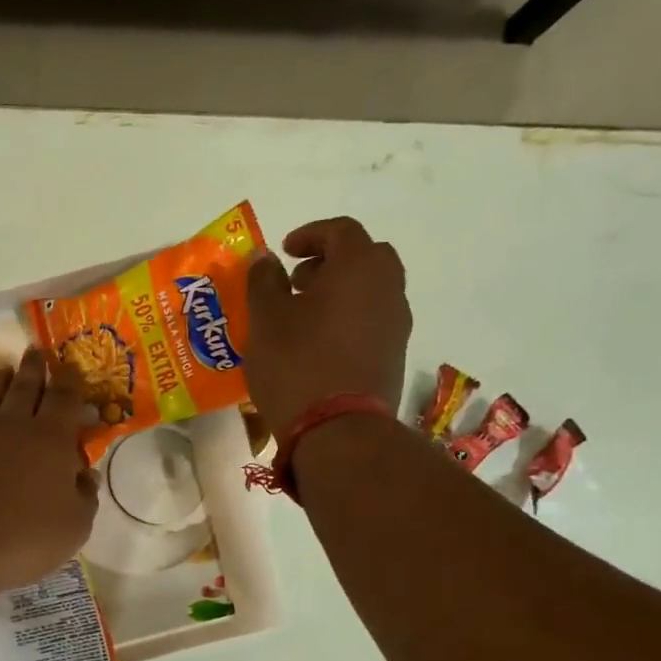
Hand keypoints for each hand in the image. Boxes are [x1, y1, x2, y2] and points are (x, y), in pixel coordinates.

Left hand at [0, 348, 100, 598]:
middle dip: (35, 367)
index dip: (71, 381)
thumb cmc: (23, 539)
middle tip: (37, 352)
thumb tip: (85, 474)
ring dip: (1, 379)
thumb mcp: (74, 528)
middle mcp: (13, 424)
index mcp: (51, 438)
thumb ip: (85, 497)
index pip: (65, 398)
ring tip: (6, 369)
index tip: (72, 367)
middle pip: (26, 386)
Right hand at [244, 217, 411, 437]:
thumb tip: (265, 257)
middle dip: (330, 262)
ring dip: (340, 292)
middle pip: (365, 257)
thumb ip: (263, 281)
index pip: (340, 230)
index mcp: (358, 266)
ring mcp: (397, 323)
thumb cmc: (296, 364)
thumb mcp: (265, 320)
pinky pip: (372, 321)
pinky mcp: (395, 355)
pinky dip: (349, 319)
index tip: (284, 251)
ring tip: (304, 317)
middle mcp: (387, 287)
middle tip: (297, 282)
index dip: (310, 235)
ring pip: (371, 290)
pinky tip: (320, 344)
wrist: (338, 429)